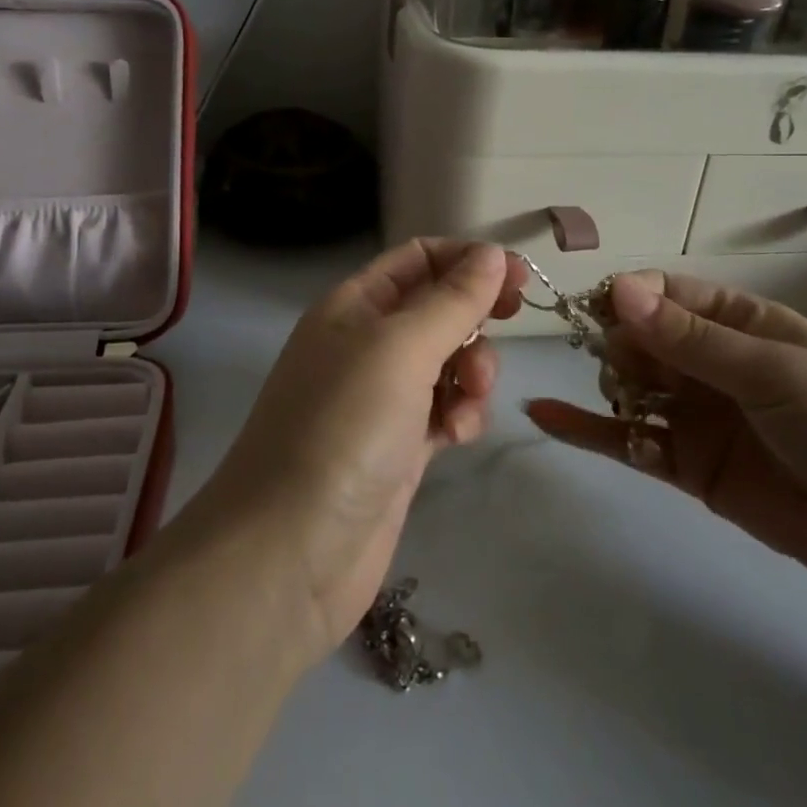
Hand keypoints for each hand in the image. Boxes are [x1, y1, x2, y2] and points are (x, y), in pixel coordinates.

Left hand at [199, 239, 525, 660]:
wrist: (291, 553)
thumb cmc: (343, 429)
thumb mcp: (401, 349)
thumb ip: (452, 299)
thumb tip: (492, 253)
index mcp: (354, 306)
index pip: (418, 258)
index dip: (467, 258)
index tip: (516, 275)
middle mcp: (365, 344)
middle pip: (437, 308)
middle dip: (474, 317)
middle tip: (509, 324)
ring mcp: (381, 398)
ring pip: (448, 361)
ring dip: (472, 370)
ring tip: (472, 398)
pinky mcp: (398, 447)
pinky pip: (444, 410)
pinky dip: (460, 415)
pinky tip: (456, 436)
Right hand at [526, 272, 806, 665]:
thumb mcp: (772, 371)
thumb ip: (689, 337)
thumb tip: (618, 288)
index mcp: (741, 322)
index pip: (668, 292)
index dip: (631, 296)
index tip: (600, 310)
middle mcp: (712, 362)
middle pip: (642, 337)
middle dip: (621, 344)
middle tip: (624, 367)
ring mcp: (697, 414)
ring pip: (632, 386)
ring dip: (611, 384)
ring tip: (623, 401)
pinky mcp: (686, 465)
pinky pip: (628, 440)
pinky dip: (586, 431)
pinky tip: (542, 417)